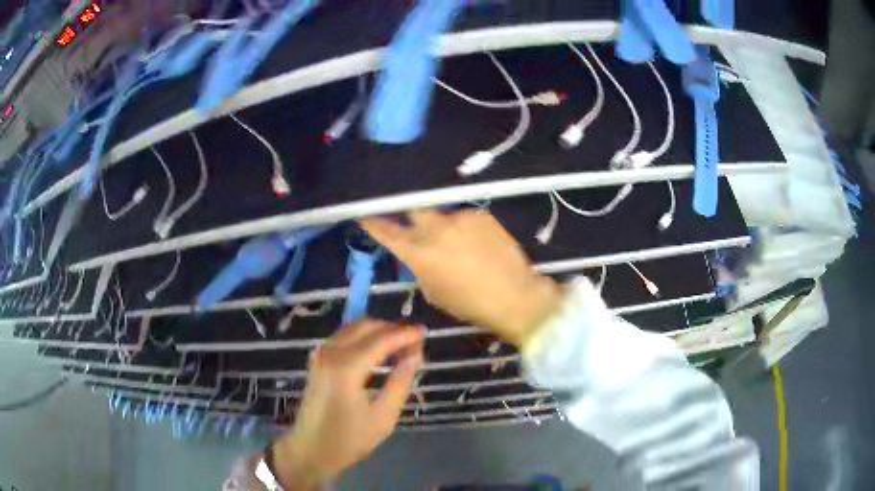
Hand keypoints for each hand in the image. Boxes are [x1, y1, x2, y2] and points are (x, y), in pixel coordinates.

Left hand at [272, 320, 423, 489]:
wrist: (310, 449)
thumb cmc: (349, 439)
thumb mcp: (383, 417)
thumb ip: (400, 382)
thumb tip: (415, 355)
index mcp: (347, 367)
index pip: (381, 339)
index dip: (405, 334)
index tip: (425, 332)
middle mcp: (331, 353)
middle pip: (366, 326)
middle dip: (392, 329)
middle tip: (414, 344)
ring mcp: (321, 354)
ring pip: (354, 328)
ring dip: (378, 332)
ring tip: (400, 348)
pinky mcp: (318, 360)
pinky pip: (344, 337)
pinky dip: (364, 337)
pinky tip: (378, 352)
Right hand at [361, 209, 561, 346]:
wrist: (514, 296)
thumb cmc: (470, 303)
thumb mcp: (434, 291)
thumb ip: (420, 267)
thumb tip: (417, 255)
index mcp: (419, 252)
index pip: (386, 231)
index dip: (373, 223)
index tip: (365, 216)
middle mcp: (436, 228)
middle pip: (413, 207)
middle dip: (410, 214)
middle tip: (417, 227)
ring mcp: (460, 218)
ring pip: (441, 214)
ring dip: (441, 226)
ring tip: (457, 244)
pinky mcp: (481, 215)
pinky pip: (463, 217)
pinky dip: (463, 228)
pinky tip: (476, 245)